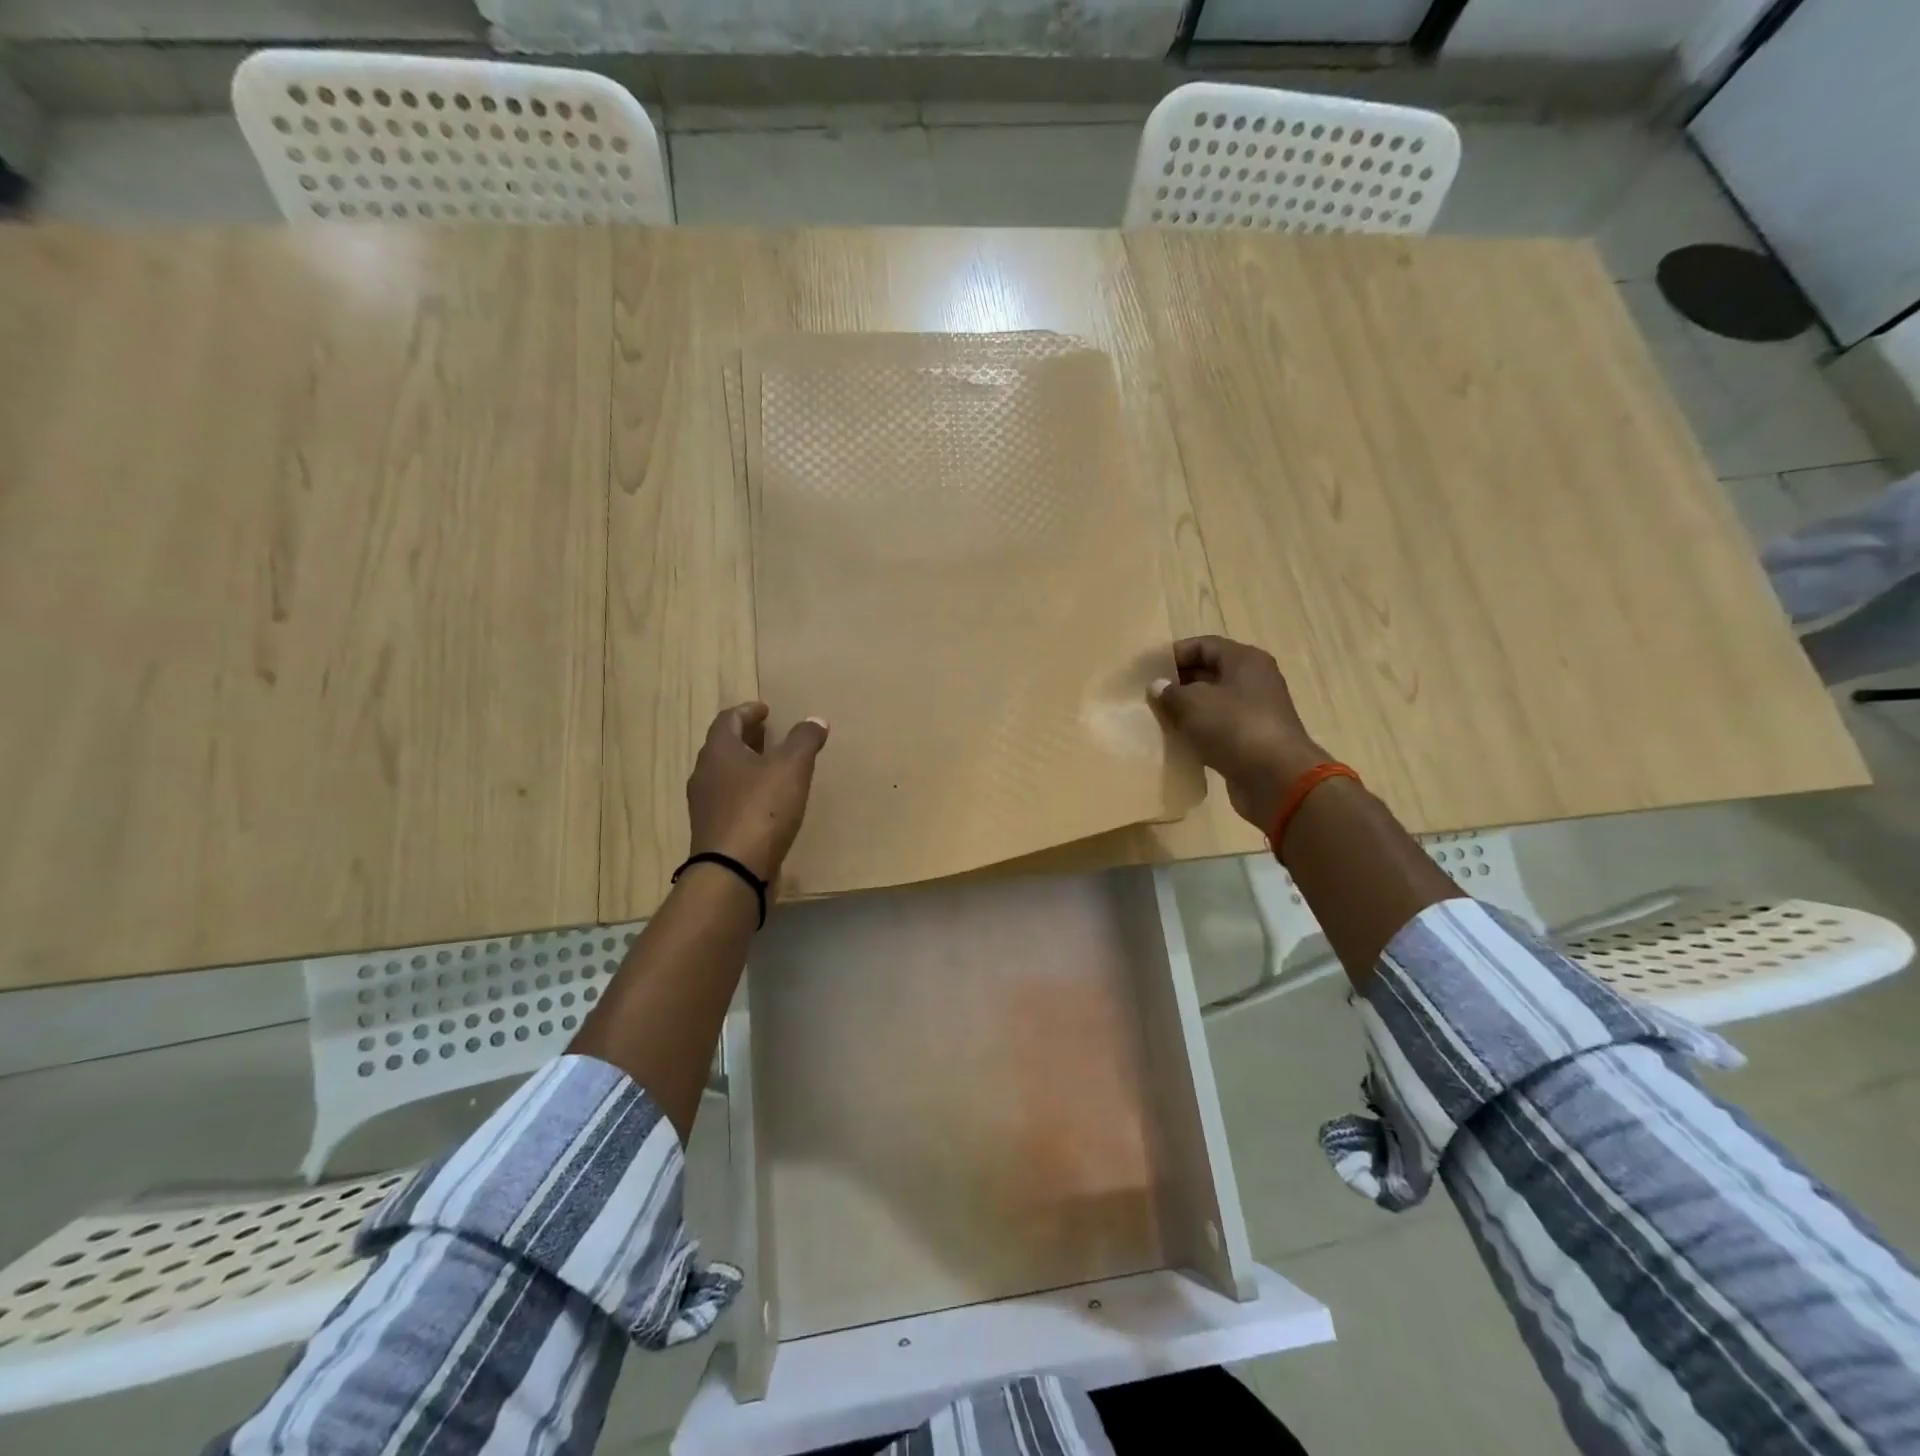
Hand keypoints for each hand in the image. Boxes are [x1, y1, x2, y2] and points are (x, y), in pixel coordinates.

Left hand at [686, 703, 829, 884]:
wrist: (733, 872)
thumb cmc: (761, 810)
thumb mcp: (792, 767)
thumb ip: (804, 740)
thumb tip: (815, 720)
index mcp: (719, 751)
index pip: (728, 720)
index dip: (748, 711)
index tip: (766, 710)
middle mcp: (705, 774)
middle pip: (724, 747)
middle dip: (747, 739)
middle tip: (770, 735)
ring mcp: (705, 806)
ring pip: (725, 776)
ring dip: (747, 767)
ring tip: (773, 769)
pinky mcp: (713, 832)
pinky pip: (730, 802)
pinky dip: (747, 794)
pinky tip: (768, 805)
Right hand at [1149, 636, 1329, 830]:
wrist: (1276, 778)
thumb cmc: (1233, 727)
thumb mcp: (1192, 703)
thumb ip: (1169, 692)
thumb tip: (1158, 686)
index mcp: (1245, 660)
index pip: (1204, 645)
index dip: (1174, 654)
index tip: (1148, 670)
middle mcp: (1254, 680)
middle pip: (1209, 672)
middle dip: (1178, 683)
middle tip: (1149, 696)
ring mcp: (1255, 711)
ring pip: (1214, 702)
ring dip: (1187, 709)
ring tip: (1159, 719)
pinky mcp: (1252, 739)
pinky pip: (1220, 727)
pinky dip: (1199, 731)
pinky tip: (1179, 741)